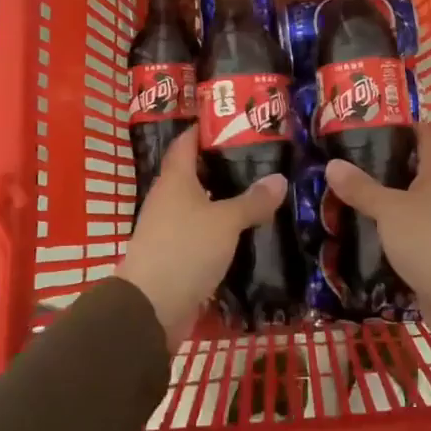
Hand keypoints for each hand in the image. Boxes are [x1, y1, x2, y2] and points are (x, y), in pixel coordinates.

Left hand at [119, 127, 285, 347]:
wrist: (150, 308)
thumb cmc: (185, 249)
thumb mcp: (226, 221)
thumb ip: (252, 200)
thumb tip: (279, 179)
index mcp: (174, 180)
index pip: (187, 142)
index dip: (206, 129)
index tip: (233, 122)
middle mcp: (168, 199)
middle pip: (195, 174)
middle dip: (224, 165)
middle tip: (260, 159)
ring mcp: (170, 229)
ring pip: (201, 205)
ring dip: (225, 200)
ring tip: (261, 193)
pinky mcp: (177, 256)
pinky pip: (203, 234)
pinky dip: (222, 230)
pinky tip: (247, 232)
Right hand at [324, 121, 430, 376]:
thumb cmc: (429, 241)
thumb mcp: (390, 210)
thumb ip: (362, 188)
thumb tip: (332, 164)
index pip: (426, 136)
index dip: (405, 124)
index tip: (372, 122)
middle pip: (415, 169)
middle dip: (385, 163)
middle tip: (347, 159)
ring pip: (408, 203)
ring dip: (383, 199)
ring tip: (346, 193)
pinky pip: (406, 233)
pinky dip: (386, 230)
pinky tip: (360, 231)